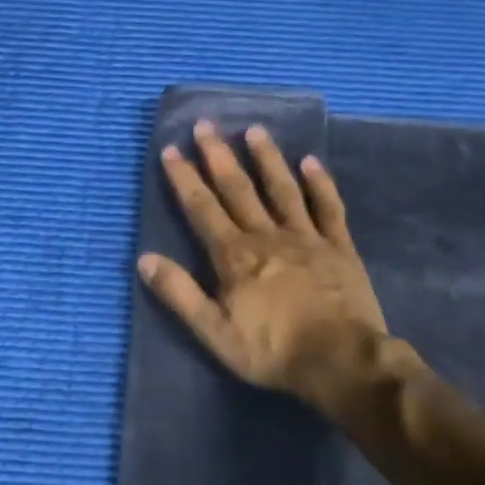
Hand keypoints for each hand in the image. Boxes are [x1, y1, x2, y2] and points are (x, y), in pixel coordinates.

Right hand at [139, 120, 386, 400]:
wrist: (339, 358)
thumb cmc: (272, 351)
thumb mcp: (214, 332)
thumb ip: (180, 294)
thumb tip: (145, 259)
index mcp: (234, 257)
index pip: (203, 209)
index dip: (185, 179)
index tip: (171, 150)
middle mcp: (267, 236)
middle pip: (238, 190)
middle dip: (219, 156)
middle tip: (205, 125)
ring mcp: (307, 238)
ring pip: (282, 189)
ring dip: (266, 159)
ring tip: (254, 130)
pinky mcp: (339, 247)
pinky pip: (328, 207)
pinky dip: (319, 183)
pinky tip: (311, 162)